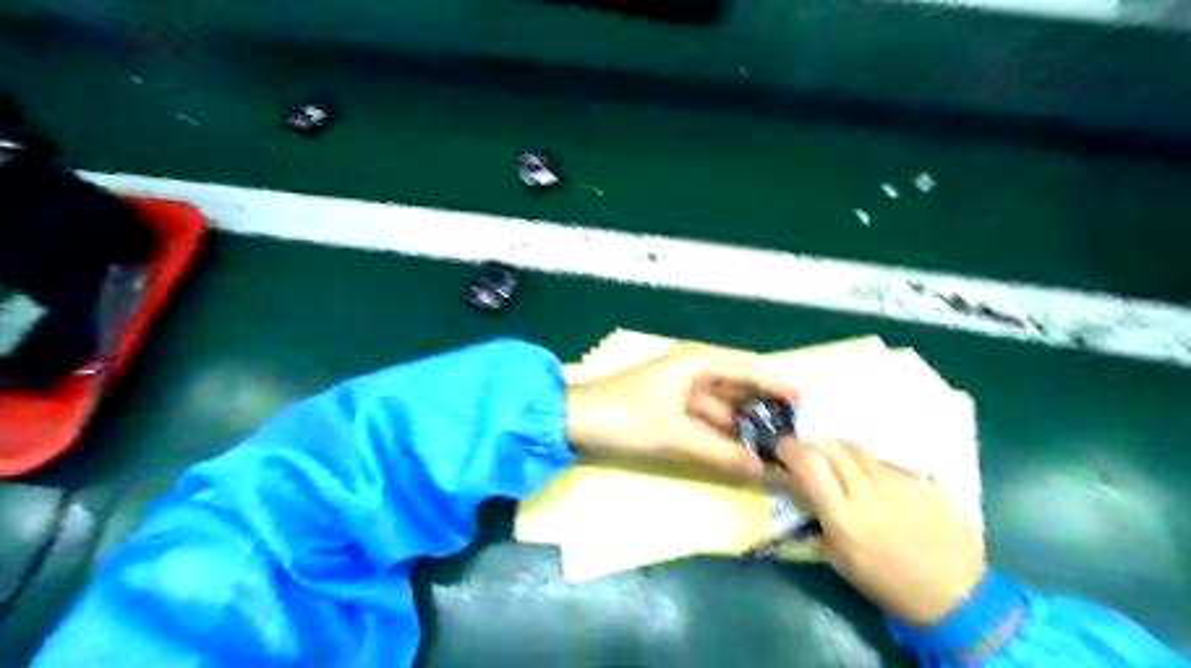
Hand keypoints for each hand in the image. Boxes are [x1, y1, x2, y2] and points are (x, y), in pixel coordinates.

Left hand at [566, 347, 799, 476]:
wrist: (571, 421)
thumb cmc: (625, 417)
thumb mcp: (676, 435)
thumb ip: (722, 452)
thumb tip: (766, 471)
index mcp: (697, 362)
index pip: (749, 367)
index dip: (777, 385)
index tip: (805, 406)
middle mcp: (693, 371)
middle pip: (738, 388)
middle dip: (763, 410)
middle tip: (795, 437)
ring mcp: (680, 391)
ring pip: (722, 407)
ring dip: (744, 426)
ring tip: (774, 449)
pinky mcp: (669, 410)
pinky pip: (705, 420)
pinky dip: (722, 435)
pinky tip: (740, 452)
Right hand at [772, 438, 987, 625]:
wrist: (956, 596)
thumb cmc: (885, 583)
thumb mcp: (838, 556)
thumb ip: (816, 514)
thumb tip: (795, 482)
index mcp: (844, 519)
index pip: (809, 463)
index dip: (790, 448)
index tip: (781, 449)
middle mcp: (870, 493)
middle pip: (832, 446)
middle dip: (814, 447)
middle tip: (811, 460)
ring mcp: (901, 483)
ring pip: (858, 450)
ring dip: (843, 456)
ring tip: (847, 475)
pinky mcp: (925, 480)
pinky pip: (887, 463)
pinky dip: (874, 470)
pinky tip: (884, 492)